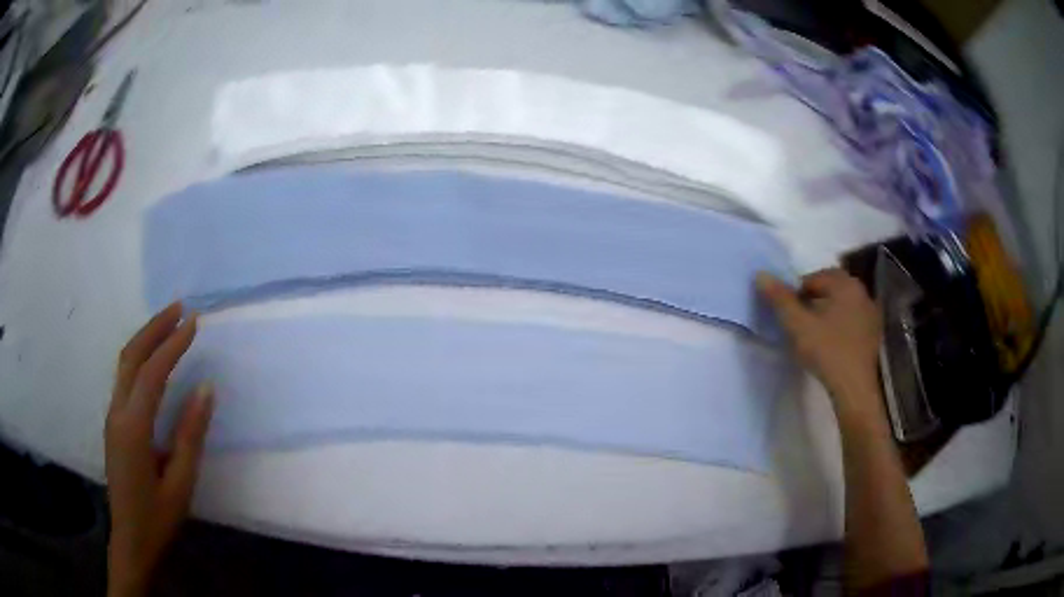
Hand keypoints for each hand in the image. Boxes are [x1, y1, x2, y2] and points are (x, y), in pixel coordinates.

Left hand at [105, 303, 212, 596]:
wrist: (131, 541)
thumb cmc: (157, 518)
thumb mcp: (180, 483)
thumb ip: (190, 435)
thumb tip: (205, 390)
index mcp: (133, 428)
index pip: (152, 373)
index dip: (173, 345)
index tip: (194, 322)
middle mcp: (117, 413)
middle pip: (131, 356)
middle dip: (154, 328)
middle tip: (179, 308)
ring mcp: (112, 417)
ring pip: (124, 364)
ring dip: (145, 338)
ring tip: (167, 323)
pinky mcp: (113, 424)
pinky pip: (123, 378)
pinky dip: (138, 357)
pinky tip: (151, 358)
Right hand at [757, 269, 883, 422]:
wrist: (854, 388)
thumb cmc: (827, 351)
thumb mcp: (798, 325)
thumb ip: (780, 299)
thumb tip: (761, 275)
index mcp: (845, 284)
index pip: (814, 278)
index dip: (798, 293)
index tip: (789, 314)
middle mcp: (862, 292)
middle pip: (831, 288)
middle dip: (814, 300)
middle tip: (800, 321)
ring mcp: (871, 313)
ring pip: (843, 304)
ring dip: (828, 311)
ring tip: (814, 333)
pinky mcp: (874, 333)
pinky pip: (853, 320)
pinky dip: (841, 324)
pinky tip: (832, 343)